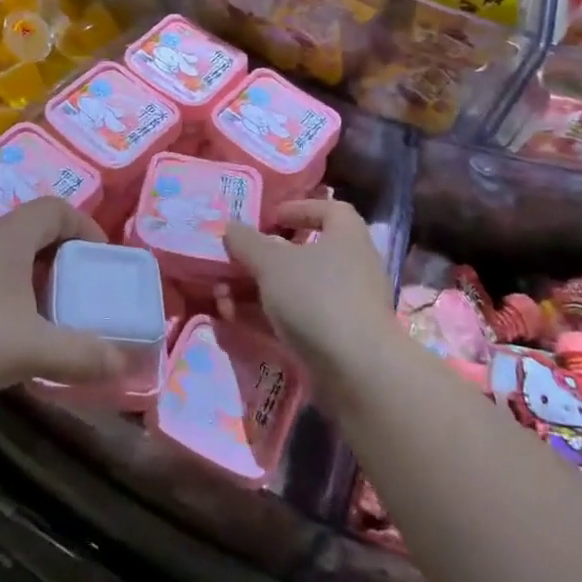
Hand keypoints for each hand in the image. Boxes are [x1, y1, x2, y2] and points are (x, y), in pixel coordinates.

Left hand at [0, 198, 125, 403]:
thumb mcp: (29, 347)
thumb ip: (79, 354)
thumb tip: (124, 362)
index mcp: (11, 236)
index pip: (58, 209)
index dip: (86, 227)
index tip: (102, 259)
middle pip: (35, 231)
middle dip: (64, 259)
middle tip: (80, 292)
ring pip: (9, 256)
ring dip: (34, 279)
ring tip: (48, 315)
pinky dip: (7, 295)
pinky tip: (4, 333)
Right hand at [224, 199, 399, 384]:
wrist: (359, 372)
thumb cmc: (317, 297)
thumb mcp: (271, 263)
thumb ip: (247, 242)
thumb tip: (230, 227)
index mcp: (346, 235)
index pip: (328, 210)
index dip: (298, 209)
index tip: (269, 219)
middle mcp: (351, 266)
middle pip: (304, 254)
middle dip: (262, 260)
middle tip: (233, 264)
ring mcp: (346, 306)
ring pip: (295, 290)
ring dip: (257, 293)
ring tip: (222, 300)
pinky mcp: (338, 341)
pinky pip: (298, 320)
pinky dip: (268, 320)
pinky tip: (237, 324)